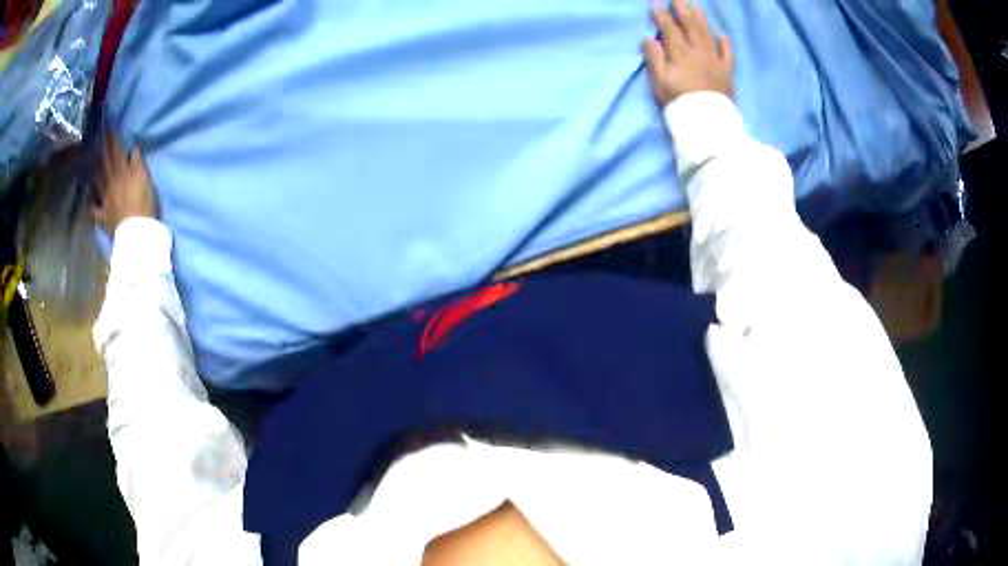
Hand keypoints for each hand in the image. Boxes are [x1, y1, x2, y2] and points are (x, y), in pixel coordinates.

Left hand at [94, 133, 157, 234]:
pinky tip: (89, 200)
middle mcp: (110, 182)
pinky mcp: (103, 217)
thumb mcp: (144, 178)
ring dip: (94, 171)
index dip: (113, 138)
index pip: (116, 150)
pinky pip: (94, 210)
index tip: (109, 126)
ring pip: (97, 182)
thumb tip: (132, 149)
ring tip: (90, 162)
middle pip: (105, 162)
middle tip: (99, 136)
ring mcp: (105, 200)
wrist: (136, 233)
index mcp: (122, 172)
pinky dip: (91, 204)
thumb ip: (137, 162)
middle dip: (102, 149)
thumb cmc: (143, 203)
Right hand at [642, 0, 733, 106]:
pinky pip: (727, 53)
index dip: (661, 16)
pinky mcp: (727, 71)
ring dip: (701, 19)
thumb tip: (649, 39)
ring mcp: (715, 60)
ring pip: (708, 34)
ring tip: (696, 6)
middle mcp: (699, 52)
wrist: (707, 122)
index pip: (669, 29)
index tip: (655, 3)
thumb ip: (654, 58)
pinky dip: (724, 42)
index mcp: (681, 53)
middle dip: (682, 10)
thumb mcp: (659, 82)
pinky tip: (721, 34)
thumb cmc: (679, 102)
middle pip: (690, 26)